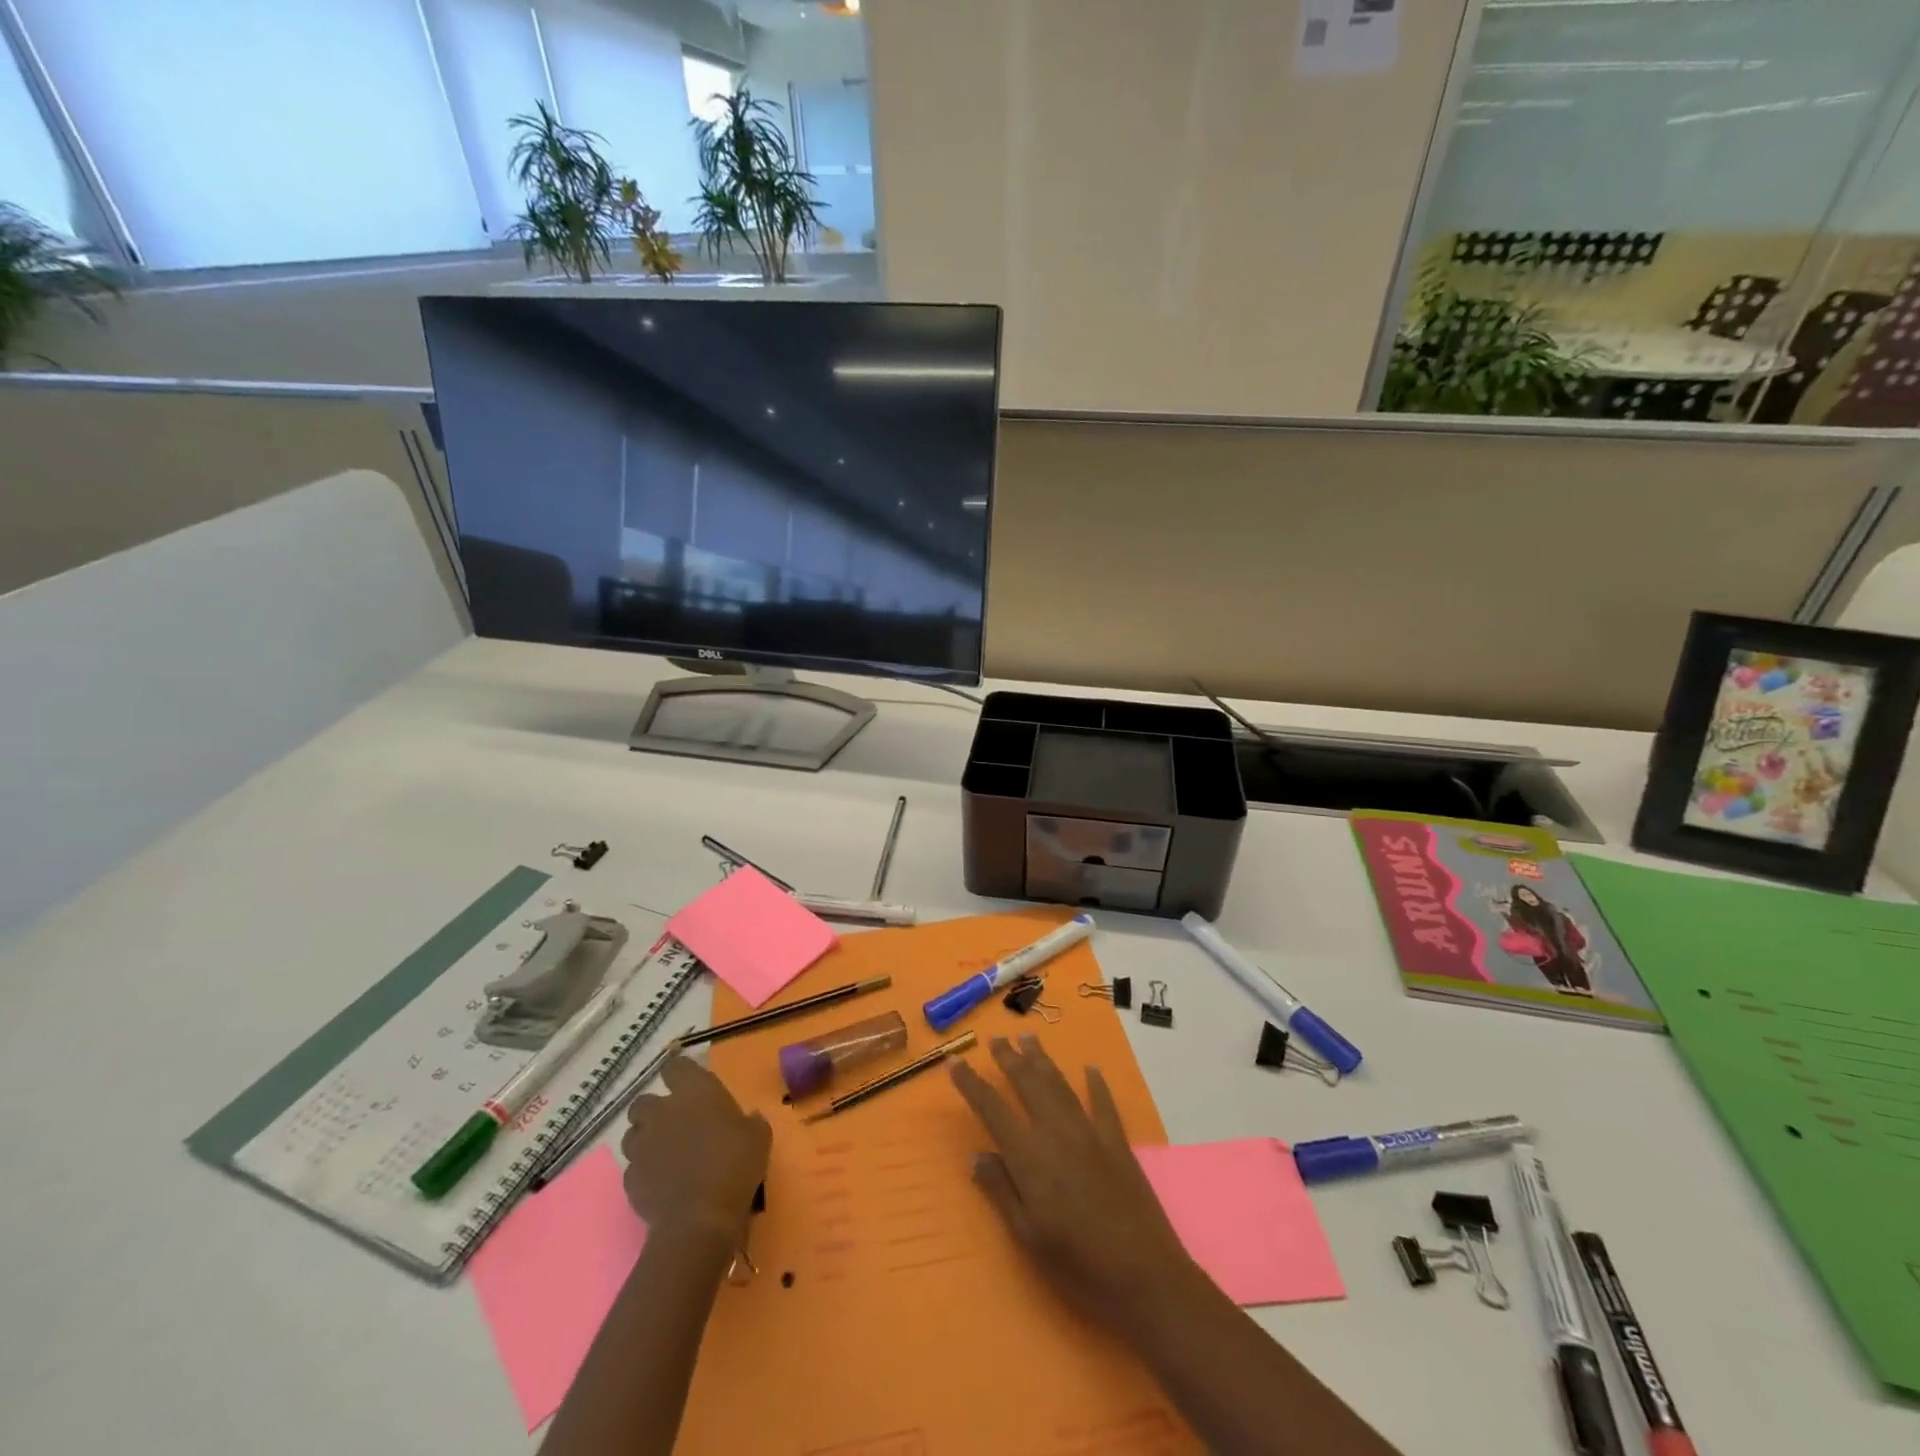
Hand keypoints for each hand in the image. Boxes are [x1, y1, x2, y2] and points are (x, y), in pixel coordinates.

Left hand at [621, 1054, 770, 1243]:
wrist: (699, 1218)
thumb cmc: (734, 1165)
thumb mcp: (758, 1137)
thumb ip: (750, 1121)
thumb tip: (749, 1118)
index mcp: (695, 1091)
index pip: (676, 1066)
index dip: (680, 1073)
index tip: (688, 1083)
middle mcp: (662, 1111)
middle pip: (644, 1100)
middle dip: (655, 1110)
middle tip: (674, 1124)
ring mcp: (642, 1145)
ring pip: (632, 1133)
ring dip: (645, 1139)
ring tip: (664, 1154)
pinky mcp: (630, 1178)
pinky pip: (633, 1167)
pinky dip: (644, 1171)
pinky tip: (661, 1183)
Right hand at [949, 1035, 1195, 1330]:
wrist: (1142, 1271)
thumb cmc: (1076, 1261)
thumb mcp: (1027, 1234)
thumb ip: (1001, 1189)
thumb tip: (977, 1155)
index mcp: (1029, 1154)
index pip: (992, 1108)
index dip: (970, 1084)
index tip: (954, 1061)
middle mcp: (1056, 1131)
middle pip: (1028, 1083)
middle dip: (1009, 1058)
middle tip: (996, 1037)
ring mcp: (1089, 1131)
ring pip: (1059, 1084)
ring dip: (1042, 1059)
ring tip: (1028, 1037)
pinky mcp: (1117, 1140)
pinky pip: (1103, 1102)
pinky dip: (1096, 1084)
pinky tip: (1090, 1070)